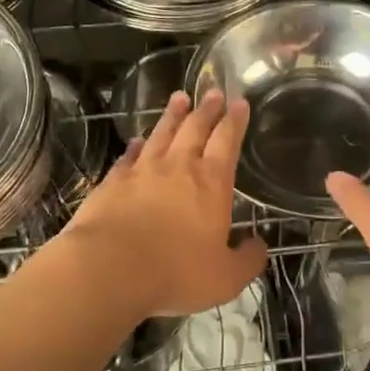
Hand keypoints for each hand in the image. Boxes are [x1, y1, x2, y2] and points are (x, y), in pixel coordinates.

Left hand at [60, 88, 268, 320]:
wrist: (110, 267)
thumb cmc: (176, 272)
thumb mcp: (225, 278)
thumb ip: (247, 261)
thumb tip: (259, 246)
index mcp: (211, 183)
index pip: (227, 142)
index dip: (235, 121)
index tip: (240, 102)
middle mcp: (178, 167)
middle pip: (195, 129)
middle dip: (207, 109)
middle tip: (213, 92)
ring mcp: (142, 171)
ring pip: (161, 133)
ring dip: (172, 115)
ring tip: (179, 98)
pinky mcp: (113, 182)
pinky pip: (128, 156)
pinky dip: (136, 146)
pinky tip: (137, 140)